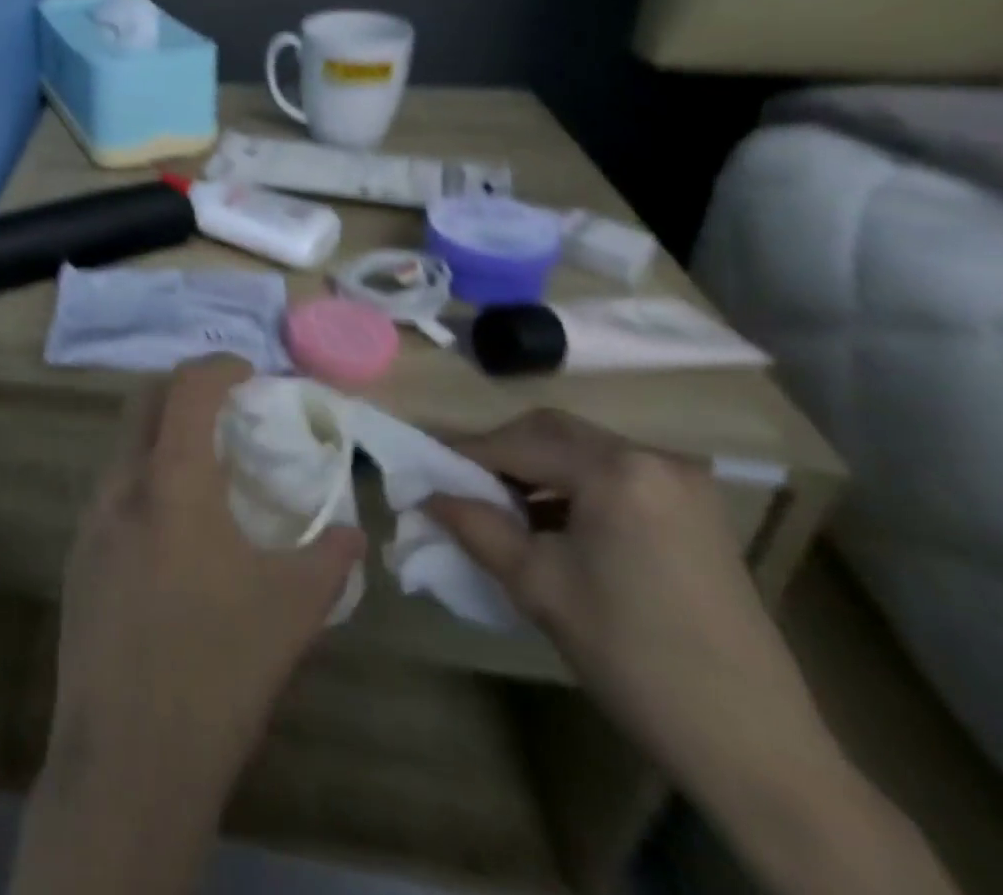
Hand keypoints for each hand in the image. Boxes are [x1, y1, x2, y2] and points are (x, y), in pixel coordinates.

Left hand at [12, 355, 362, 894]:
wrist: (128, 756)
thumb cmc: (219, 670)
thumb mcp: (292, 612)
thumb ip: (329, 558)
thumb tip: (353, 530)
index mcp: (172, 482)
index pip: (187, 388)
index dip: (219, 366)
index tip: (249, 373)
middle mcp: (121, 485)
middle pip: (144, 401)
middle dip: (184, 390)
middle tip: (226, 413)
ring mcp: (91, 519)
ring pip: (124, 446)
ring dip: (163, 439)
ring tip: (207, 475)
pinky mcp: (77, 555)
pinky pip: (112, 492)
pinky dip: (145, 481)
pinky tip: (174, 533)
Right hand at [425, 409, 954, 894]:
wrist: (756, 747)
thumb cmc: (632, 655)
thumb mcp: (536, 586)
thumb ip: (474, 525)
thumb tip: (424, 494)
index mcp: (616, 470)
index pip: (517, 442)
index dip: (463, 454)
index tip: (424, 471)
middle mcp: (654, 459)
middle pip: (552, 432)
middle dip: (500, 454)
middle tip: (460, 486)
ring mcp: (684, 485)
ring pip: (583, 452)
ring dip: (536, 469)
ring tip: (502, 509)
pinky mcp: (697, 513)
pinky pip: (615, 477)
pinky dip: (572, 488)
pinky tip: (553, 525)